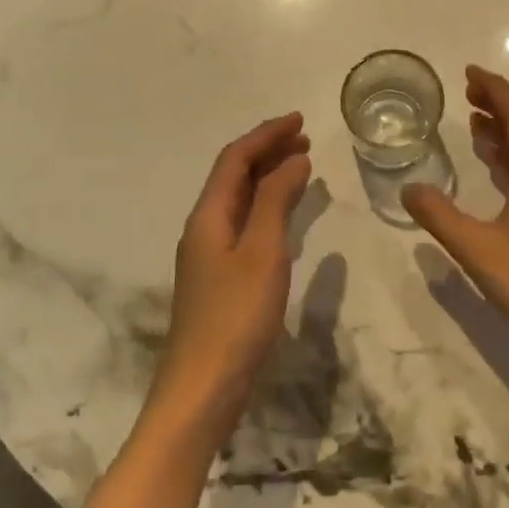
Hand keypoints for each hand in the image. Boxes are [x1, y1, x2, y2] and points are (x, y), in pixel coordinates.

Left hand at [150, 113, 312, 443]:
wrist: (203, 386)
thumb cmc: (236, 315)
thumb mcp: (262, 251)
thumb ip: (275, 201)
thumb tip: (293, 160)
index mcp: (208, 215)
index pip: (235, 159)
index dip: (266, 135)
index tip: (300, 120)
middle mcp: (203, 228)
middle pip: (233, 176)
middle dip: (267, 152)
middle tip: (305, 140)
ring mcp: (209, 255)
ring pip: (239, 201)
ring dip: (268, 178)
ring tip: (301, 168)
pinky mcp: (219, 279)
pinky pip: (244, 225)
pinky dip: (267, 208)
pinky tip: (284, 217)